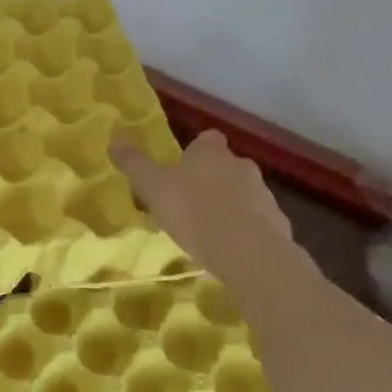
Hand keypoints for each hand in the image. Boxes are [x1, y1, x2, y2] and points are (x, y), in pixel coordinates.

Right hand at [112, 130, 311, 293]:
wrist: (249, 253)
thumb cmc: (195, 212)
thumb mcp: (153, 187)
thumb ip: (134, 164)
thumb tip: (114, 139)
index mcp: (211, 152)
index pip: (206, 139)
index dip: (194, 152)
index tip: (181, 170)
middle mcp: (241, 165)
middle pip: (225, 166)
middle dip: (210, 180)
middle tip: (188, 204)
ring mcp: (264, 194)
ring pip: (242, 193)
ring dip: (228, 205)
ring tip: (207, 231)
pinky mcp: (278, 223)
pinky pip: (257, 221)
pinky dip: (245, 230)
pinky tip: (229, 249)